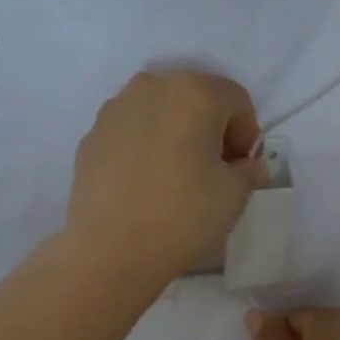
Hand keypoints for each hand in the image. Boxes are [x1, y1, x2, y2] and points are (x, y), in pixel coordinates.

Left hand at [65, 70, 265, 282]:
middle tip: (213, 170)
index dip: (246, 134)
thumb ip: (248, 170)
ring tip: (176, 176)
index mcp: (193, 92)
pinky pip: (131, 132)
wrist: (109, 251)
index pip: (235, 100)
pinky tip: (145, 183)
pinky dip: (144, 147)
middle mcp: (151, 88)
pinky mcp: (91, 136)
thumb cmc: (182, 215)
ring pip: (159, 112)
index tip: (242, 168)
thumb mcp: (235, 194)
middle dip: (210, 128)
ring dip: (175, 134)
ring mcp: (114, 110)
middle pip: (195, 98)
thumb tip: (244, 166)